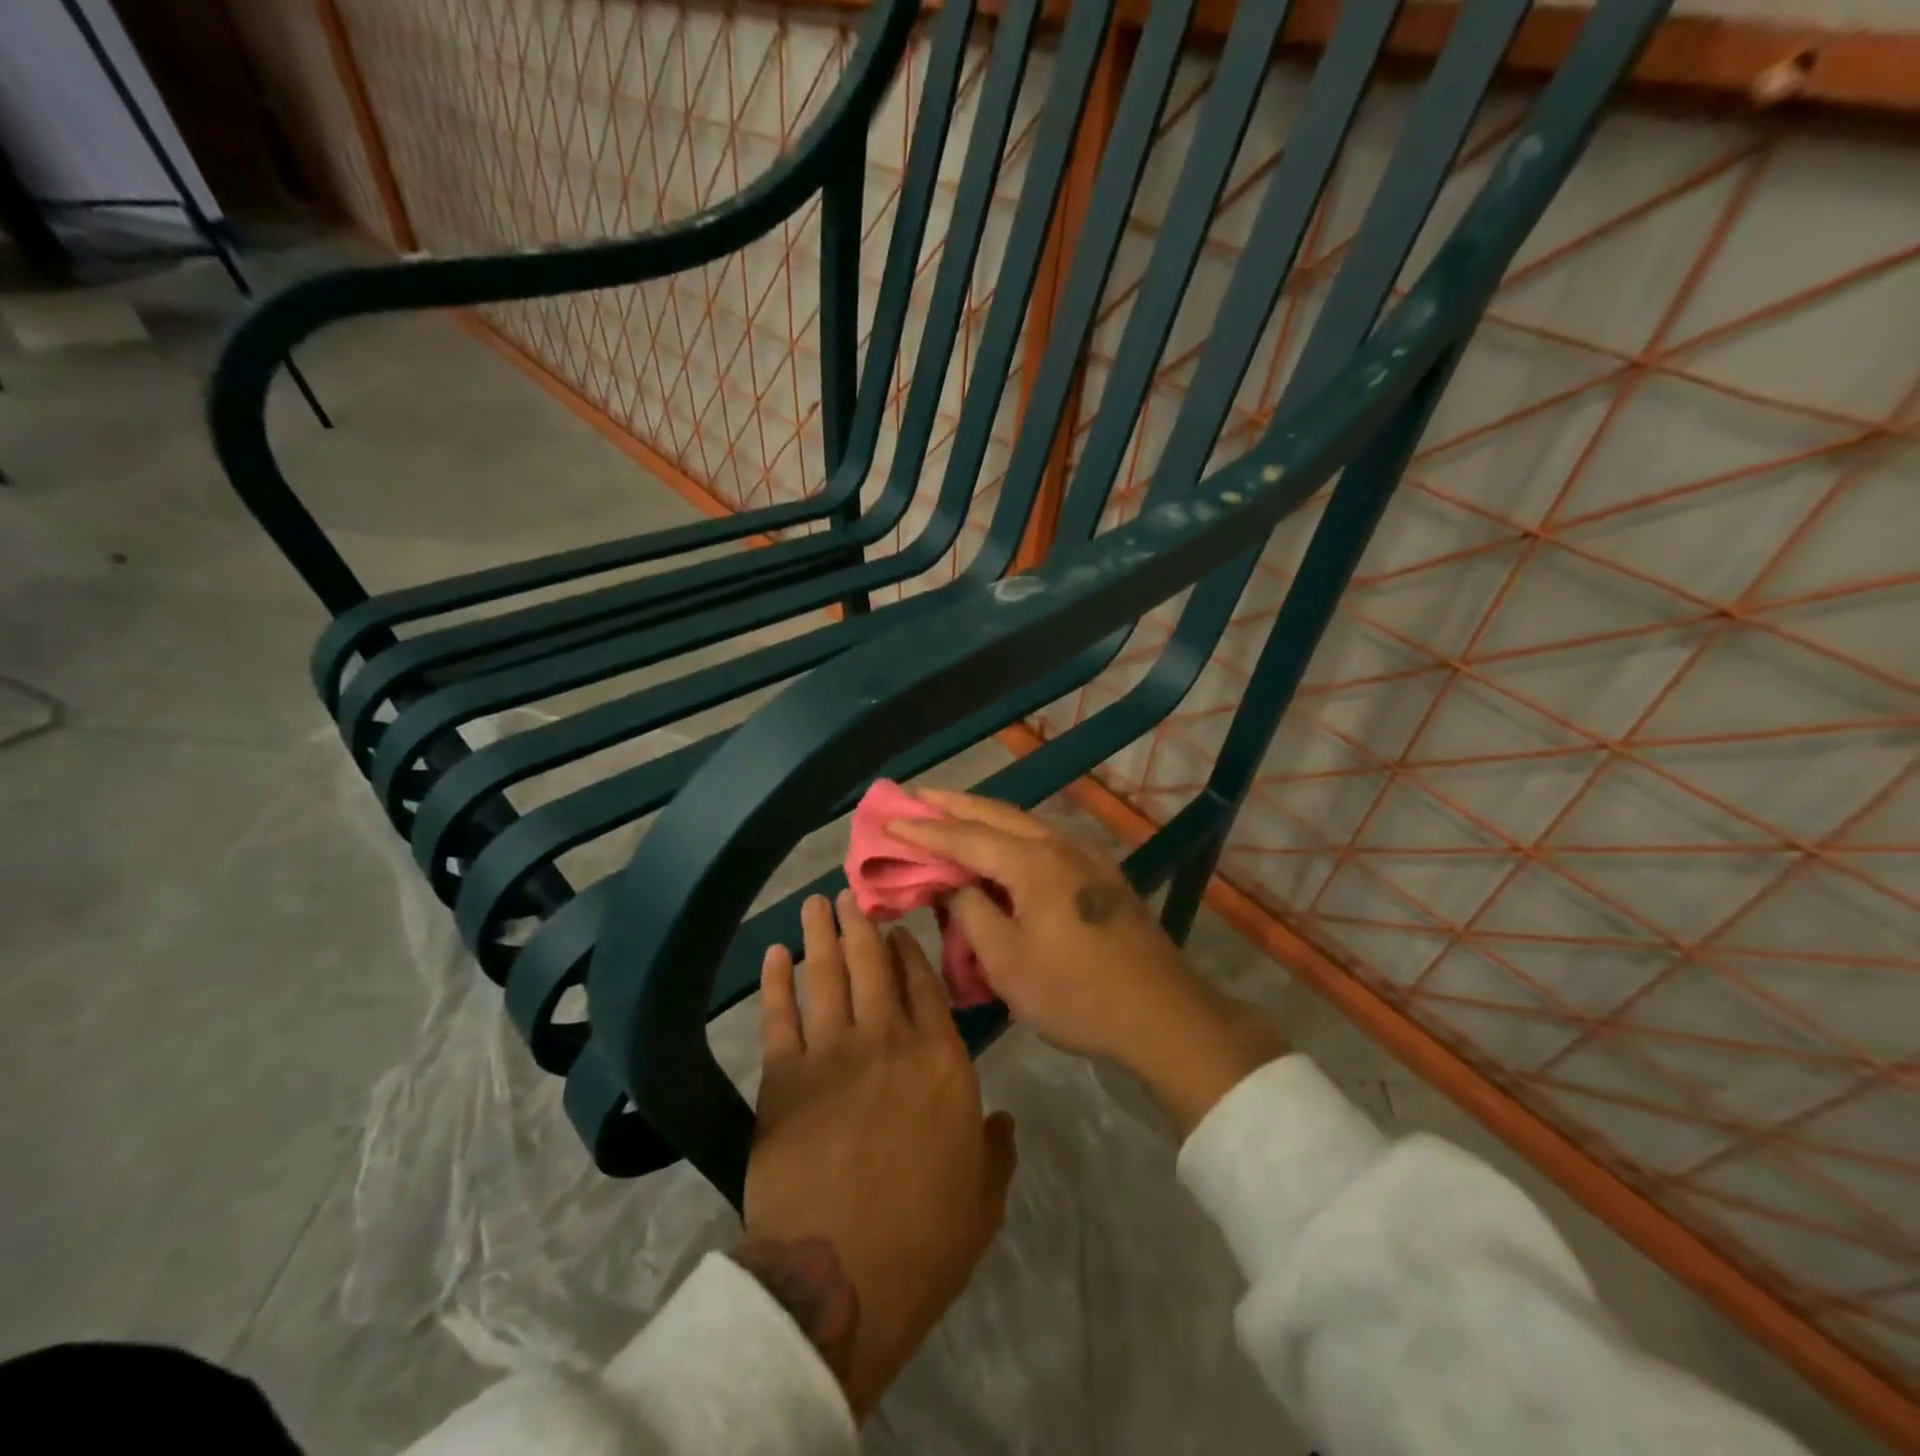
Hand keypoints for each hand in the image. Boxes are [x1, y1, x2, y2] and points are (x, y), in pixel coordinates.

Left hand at [742, 890, 1016, 1419]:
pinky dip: (777, 982)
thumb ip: (997, 1151)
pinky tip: (776, 955)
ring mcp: (833, 1054)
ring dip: (821, 936)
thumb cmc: (924, 1241)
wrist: (840, 1276)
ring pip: (828, 977)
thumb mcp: (982, 1199)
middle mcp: (889, 1042)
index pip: (926, 988)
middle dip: (861, 925)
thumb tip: (1005, 1120)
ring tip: (816, 904)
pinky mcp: (783, 1078)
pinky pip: (779, 1015)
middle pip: (873, 967)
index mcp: (941, 1063)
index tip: (898, 928)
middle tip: (849, 892)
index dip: (911, 953)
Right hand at [889, 791, 1286, 1134]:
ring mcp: (1086, 857)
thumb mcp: (1008, 962)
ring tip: (952, 814)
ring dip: (985, 816)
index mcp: (1033, 863)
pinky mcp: (1101, 876)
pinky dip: (1011, 835)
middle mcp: (1060, 846)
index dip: (924, 830)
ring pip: (1024, 823)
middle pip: (997, 815)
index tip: (888, 821)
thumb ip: (972, 913)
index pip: (966, 837)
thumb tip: (954, 885)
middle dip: (953, 805)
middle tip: (916, 797)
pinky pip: (1044, 840)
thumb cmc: (1076, 993)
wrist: (1163, 1015)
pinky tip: (1003, 846)